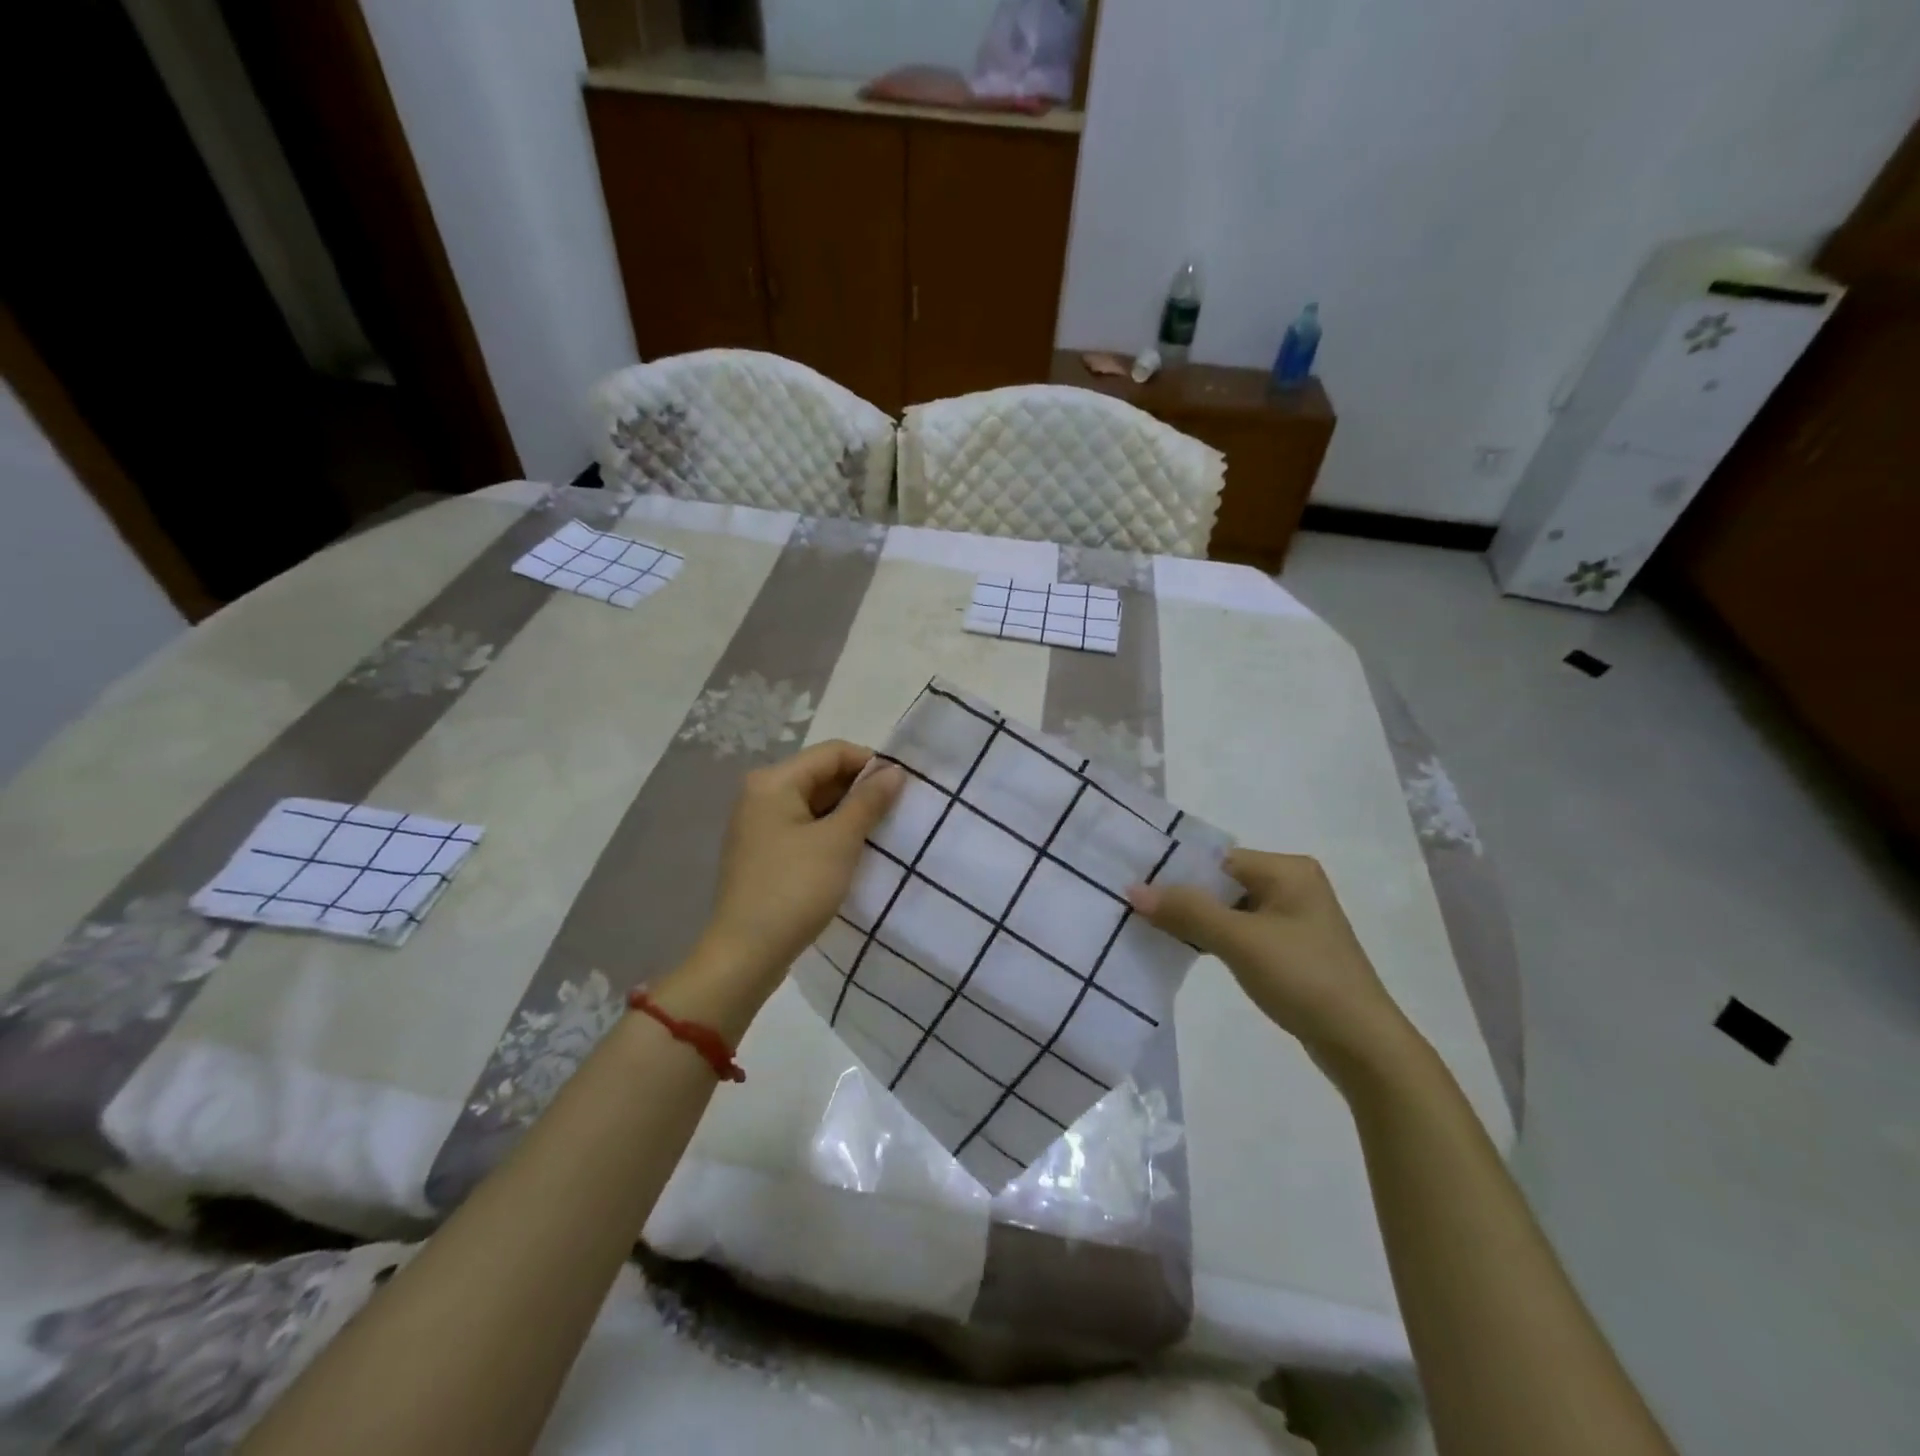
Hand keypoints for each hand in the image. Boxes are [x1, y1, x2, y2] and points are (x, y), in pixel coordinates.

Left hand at [698, 741, 904, 987]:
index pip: (832, 752)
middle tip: (898, 810)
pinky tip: (854, 851)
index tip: (904, 787)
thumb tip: (895, 771)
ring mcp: (759, 825)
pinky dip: (831, 833)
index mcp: (773, 781)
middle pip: (821, 775)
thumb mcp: (839, 841)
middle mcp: (761, 794)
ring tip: (882, 831)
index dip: (871, 763)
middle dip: (860, 789)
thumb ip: (868, 801)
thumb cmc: (794, 888)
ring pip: (814, 804)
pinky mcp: (763, 852)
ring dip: (848, 813)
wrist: (745, 954)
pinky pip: (804, 828)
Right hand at [1128, 850, 1416, 1086]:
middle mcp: (1292, 885)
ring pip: (1228, 909)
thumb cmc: (1304, 979)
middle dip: (1182, 897)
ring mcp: (1292, 918)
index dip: (1176, 872)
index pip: (1217, 860)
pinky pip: (1240, 931)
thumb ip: (1187, 911)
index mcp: (1287, 870)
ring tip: (1150, 928)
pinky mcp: (1289, 948)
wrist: (1361, 1045)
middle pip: (1221, 883)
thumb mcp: (1240, 941)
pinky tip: (1185, 949)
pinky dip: (1214, 938)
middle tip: (1135, 908)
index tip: (1134, 885)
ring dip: (1195, 920)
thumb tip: (1132, 889)